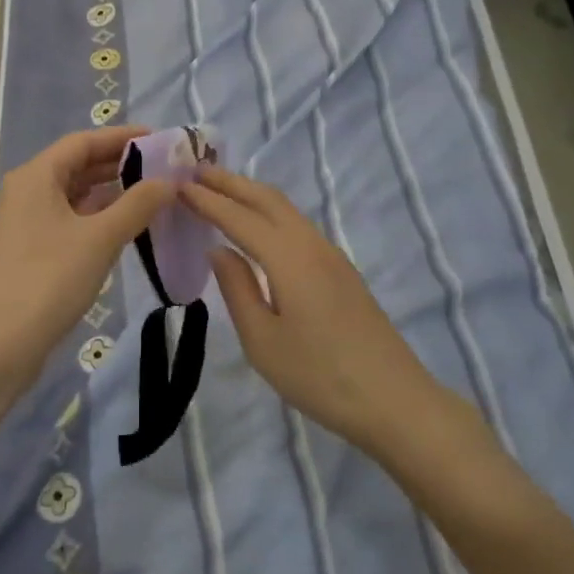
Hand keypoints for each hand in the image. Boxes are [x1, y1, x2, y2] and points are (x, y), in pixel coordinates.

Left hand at [0, 126, 174, 397]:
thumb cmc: (49, 280)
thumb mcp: (100, 239)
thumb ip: (137, 204)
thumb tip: (168, 181)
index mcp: (34, 176)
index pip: (82, 142)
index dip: (122, 137)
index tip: (159, 139)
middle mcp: (24, 191)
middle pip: (75, 165)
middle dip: (118, 164)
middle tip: (161, 168)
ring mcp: (22, 222)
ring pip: (71, 195)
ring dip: (108, 192)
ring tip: (149, 195)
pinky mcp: (25, 250)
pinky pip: (65, 219)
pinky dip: (94, 217)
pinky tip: (122, 227)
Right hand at [183, 165, 458, 455]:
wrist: (396, 401)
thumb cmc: (320, 376)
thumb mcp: (263, 342)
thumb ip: (238, 289)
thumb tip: (219, 251)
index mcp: (289, 258)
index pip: (239, 218)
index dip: (208, 201)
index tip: (178, 185)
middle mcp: (311, 245)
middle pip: (267, 199)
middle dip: (231, 183)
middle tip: (196, 172)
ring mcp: (331, 255)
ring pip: (286, 210)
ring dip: (251, 195)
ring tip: (220, 191)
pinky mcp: (341, 271)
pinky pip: (297, 226)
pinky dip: (269, 213)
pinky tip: (257, 227)